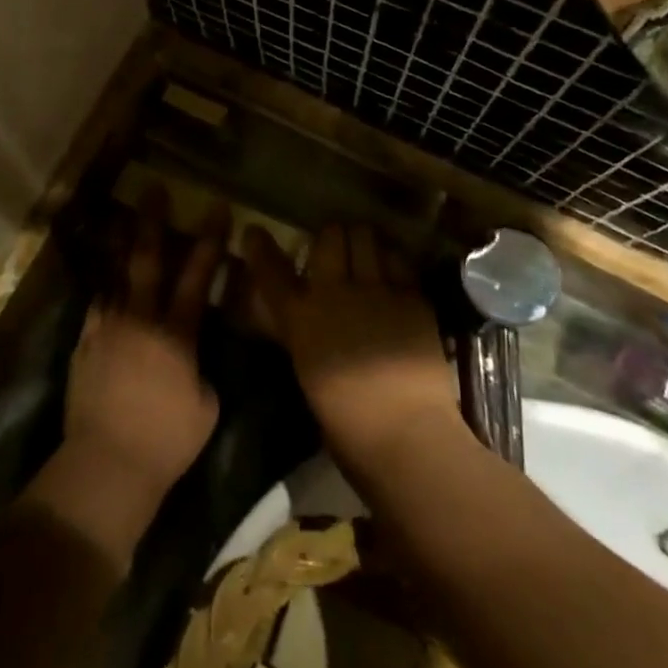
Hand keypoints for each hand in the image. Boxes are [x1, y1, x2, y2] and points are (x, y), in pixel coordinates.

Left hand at [42, 189, 224, 561]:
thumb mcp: (206, 405)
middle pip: (147, 260)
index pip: (198, 276)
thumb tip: (192, 355)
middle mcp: (140, 320)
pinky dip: (105, 285)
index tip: (216, 208)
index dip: (210, 240)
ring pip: (115, 275)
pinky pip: (97, 303)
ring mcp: (107, 328)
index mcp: (177, 334)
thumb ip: (200, 369)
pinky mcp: (84, 343)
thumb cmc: (167, 441)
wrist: (107, 464)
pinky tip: (107, 275)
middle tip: (154, 189)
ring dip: (122, 244)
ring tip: (124, 216)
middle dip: (153, 221)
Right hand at [242, 224, 464, 475]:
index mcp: (301, 318)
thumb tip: (301, 316)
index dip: (259, 247)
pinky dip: (393, 261)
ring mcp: (377, 290)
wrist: (406, 434)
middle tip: (335, 250)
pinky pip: (399, 261)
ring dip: (363, 240)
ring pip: (367, 236)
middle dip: (332, 237)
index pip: (271, 270)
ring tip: (366, 253)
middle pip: (331, 235)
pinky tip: (393, 275)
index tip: (254, 232)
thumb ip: (301, 332)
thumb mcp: (308, 369)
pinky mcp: (413, 297)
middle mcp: (335, 292)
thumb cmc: (346, 422)